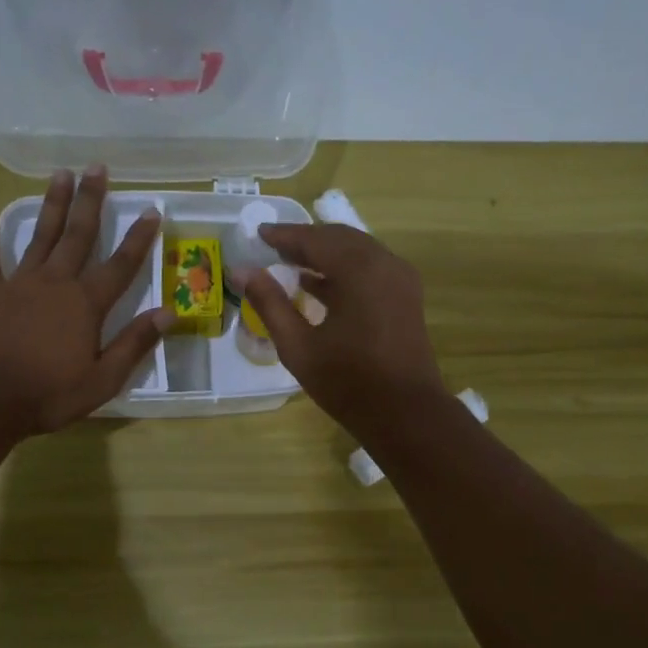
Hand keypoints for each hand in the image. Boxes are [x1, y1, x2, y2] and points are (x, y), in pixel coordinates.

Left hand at [0, 166, 166, 435]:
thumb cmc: (51, 393)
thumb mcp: (104, 378)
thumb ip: (135, 343)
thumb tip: (169, 313)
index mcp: (86, 303)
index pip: (121, 265)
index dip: (138, 238)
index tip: (151, 210)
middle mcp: (56, 282)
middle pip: (78, 235)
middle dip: (91, 201)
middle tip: (97, 168)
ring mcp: (19, 283)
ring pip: (40, 236)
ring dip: (52, 205)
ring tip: (60, 174)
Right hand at [238, 223, 444, 434]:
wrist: (405, 413)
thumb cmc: (348, 382)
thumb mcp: (298, 346)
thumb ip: (269, 303)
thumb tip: (242, 271)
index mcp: (359, 270)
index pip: (314, 239)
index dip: (284, 235)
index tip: (258, 233)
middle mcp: (384, 263)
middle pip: (339, 238)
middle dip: (306, 240)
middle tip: (273, 247)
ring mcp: (400, 279)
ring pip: (357, 251)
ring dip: (325, 253)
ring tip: (291, 263)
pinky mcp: (405, 297)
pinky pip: (371, 268)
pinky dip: (344, 269)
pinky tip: (319, 285)